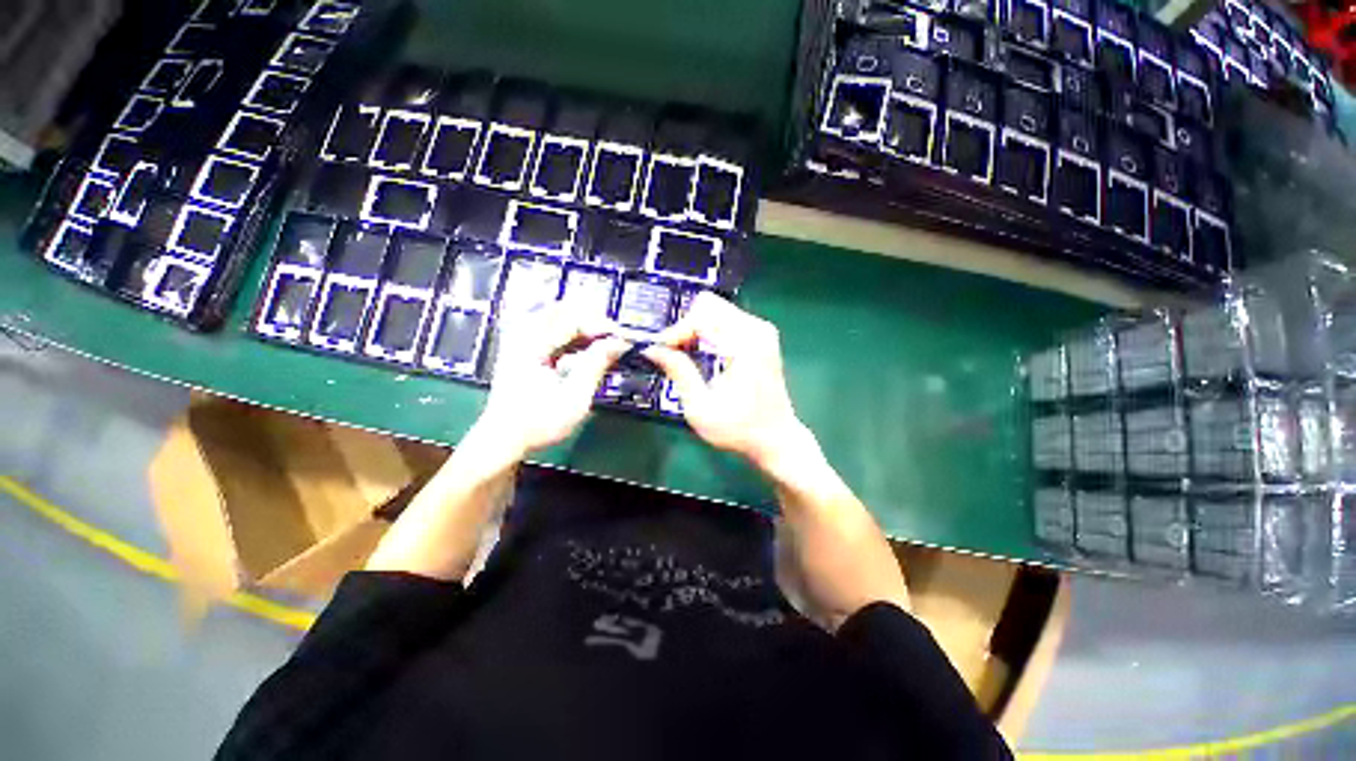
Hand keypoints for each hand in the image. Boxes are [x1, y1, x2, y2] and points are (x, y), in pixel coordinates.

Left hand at [472, 303, 628, 460]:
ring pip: (555, 318)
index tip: (622, 337)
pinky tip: (583, 348)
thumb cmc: (539, 422)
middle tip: (613, 335)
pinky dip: (569, 335)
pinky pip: (549, 331)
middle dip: (591, 318)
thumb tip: (618, 343)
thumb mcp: (575, 397)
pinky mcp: (522, 351)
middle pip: (561, 310)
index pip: (573, 320)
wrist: (504, 441)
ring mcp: (520, 342)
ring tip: (602, 340)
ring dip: (581, 325)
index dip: (601, 325)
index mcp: (533, 345)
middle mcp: (523, 336)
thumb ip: (596, 365)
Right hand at [643, 293, 812, 473]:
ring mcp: (761, 330)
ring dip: (694, 329)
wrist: (776, 439)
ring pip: (715, 309)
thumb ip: (679, 372)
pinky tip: (701, 354)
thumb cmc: (739, 429)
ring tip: (683, 356)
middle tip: (671, 353)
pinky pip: (725, 319)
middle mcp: (756, 329)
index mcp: (745, 344)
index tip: (659, 352)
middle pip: (707, 305)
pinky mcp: (760, 336)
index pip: (700, 317)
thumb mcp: (701, 407)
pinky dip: (707, 331)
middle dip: (685, 326)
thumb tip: (652, 349)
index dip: (675, 332)